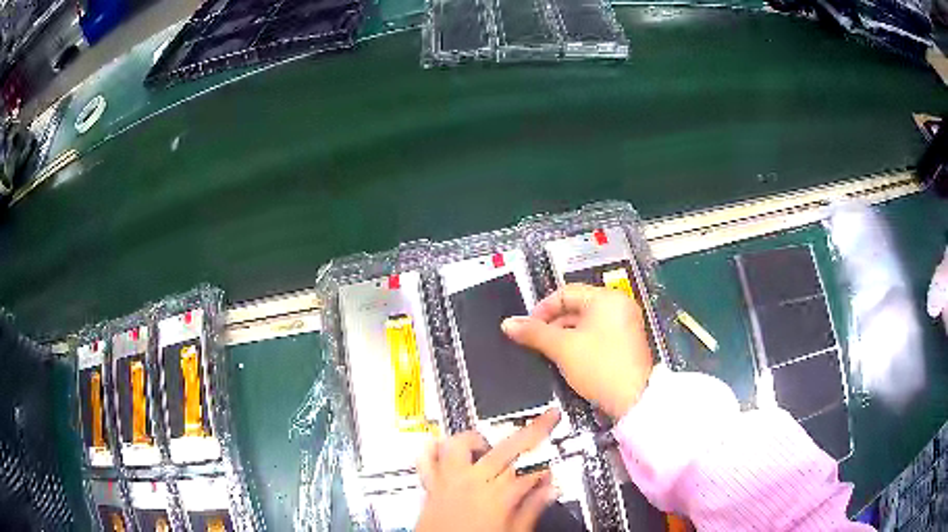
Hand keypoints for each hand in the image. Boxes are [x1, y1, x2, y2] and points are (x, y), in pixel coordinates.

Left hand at [416, 409, 561, 531]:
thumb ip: (531, 509)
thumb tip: (550, 489)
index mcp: (496, 497)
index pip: (529, 472)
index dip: (544, 467)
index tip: (550, 467)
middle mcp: (471, 482)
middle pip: (506, 448)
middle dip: (532, 430)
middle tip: (547, 419)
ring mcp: (448, 481)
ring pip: (461, 443)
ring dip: (478, 439)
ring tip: (488, 443)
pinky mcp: (430, 485)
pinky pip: (426, 457)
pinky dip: (434, 448)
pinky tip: (445, 447)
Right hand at [502, 284, 653, 417]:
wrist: (633, 400)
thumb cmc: (600, 367)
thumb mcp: (562, 348)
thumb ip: (534, 333)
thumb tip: (509, 323)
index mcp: (607, 299)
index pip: (565, 292)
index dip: (542, 309)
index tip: (527, 328)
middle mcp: (618, 306)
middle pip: (576, 307)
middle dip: (552, 324)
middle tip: (535, 342)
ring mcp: (624, 325)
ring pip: (585, 323)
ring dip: (564, 335)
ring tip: (549, 353)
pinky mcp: (625, 343)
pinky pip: (596, 335)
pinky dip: (579, 343)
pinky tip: (567, 359)